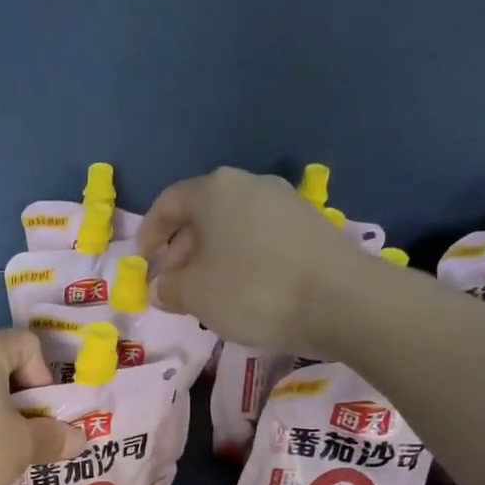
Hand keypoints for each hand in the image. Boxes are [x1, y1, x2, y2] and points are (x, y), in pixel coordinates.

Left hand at [0, 330, 82, 484]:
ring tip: (6, 455)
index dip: (46, 379)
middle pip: (5, 368)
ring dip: (1, 419)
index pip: (30, 345)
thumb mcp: (22, 446)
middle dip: (26, 403)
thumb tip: (78, 438)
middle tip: (33, 440)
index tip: (43, 417)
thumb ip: (54, 437)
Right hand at [137, 166, 361, 352]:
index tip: (143, 261)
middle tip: (174, 282)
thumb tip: (161, 286)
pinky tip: (244, 291)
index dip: (149, 232)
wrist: (340, 300)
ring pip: (233, 226)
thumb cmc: (252, 290)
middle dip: (181, 248)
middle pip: (203, 213)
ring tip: (208, 292)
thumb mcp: (195, 294)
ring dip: (212, 256)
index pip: (168, 202)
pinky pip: (261, 238)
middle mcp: (250, 185)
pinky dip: (242, 259)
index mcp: (214, 190)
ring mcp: (285, 202)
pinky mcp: (311, 226)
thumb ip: (169, 287)